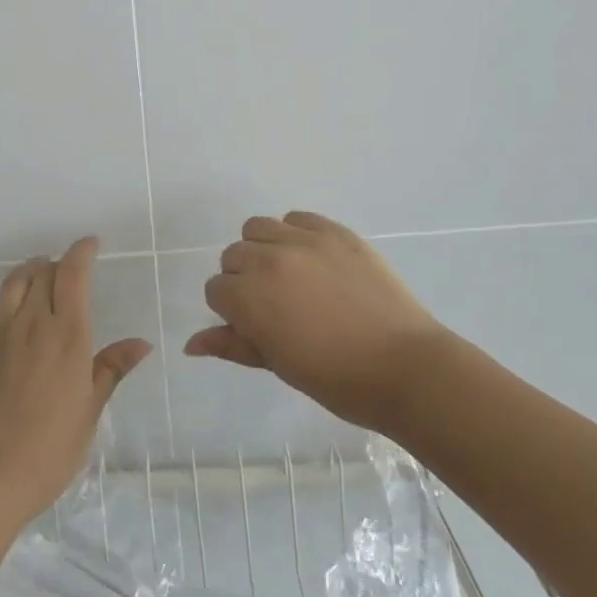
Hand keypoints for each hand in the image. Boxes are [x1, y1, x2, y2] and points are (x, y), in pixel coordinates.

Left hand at [0, 237, 152, 525]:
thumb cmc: (50, 449)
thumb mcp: (90, 410)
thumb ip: (111, 369)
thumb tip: (141, 342)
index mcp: (68, 335)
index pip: (74, 276)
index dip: (81, 253)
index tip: (90, 244)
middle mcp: (33, 324)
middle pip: (43, 275)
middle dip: (57, 265)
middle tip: (67, 272)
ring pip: (12, 284)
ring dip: (26, 270)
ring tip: (36, 270)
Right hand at [187, 211, 448, 432]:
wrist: (405, 366)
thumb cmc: (336, 379)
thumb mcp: (277, 365)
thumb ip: (232, 345)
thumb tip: (191, 343)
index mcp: (248, 297)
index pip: (216, 289)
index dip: (230, 310)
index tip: (253, 326)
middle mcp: (268, 259)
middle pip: (233, 256)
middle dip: (243, 278)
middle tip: (272, 304)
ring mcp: (303, 240)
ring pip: (258, 228)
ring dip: (262, 249)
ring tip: (288, 275)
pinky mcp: (335, 231)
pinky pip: (297, 217)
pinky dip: (295, 232)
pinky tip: (313, 259)